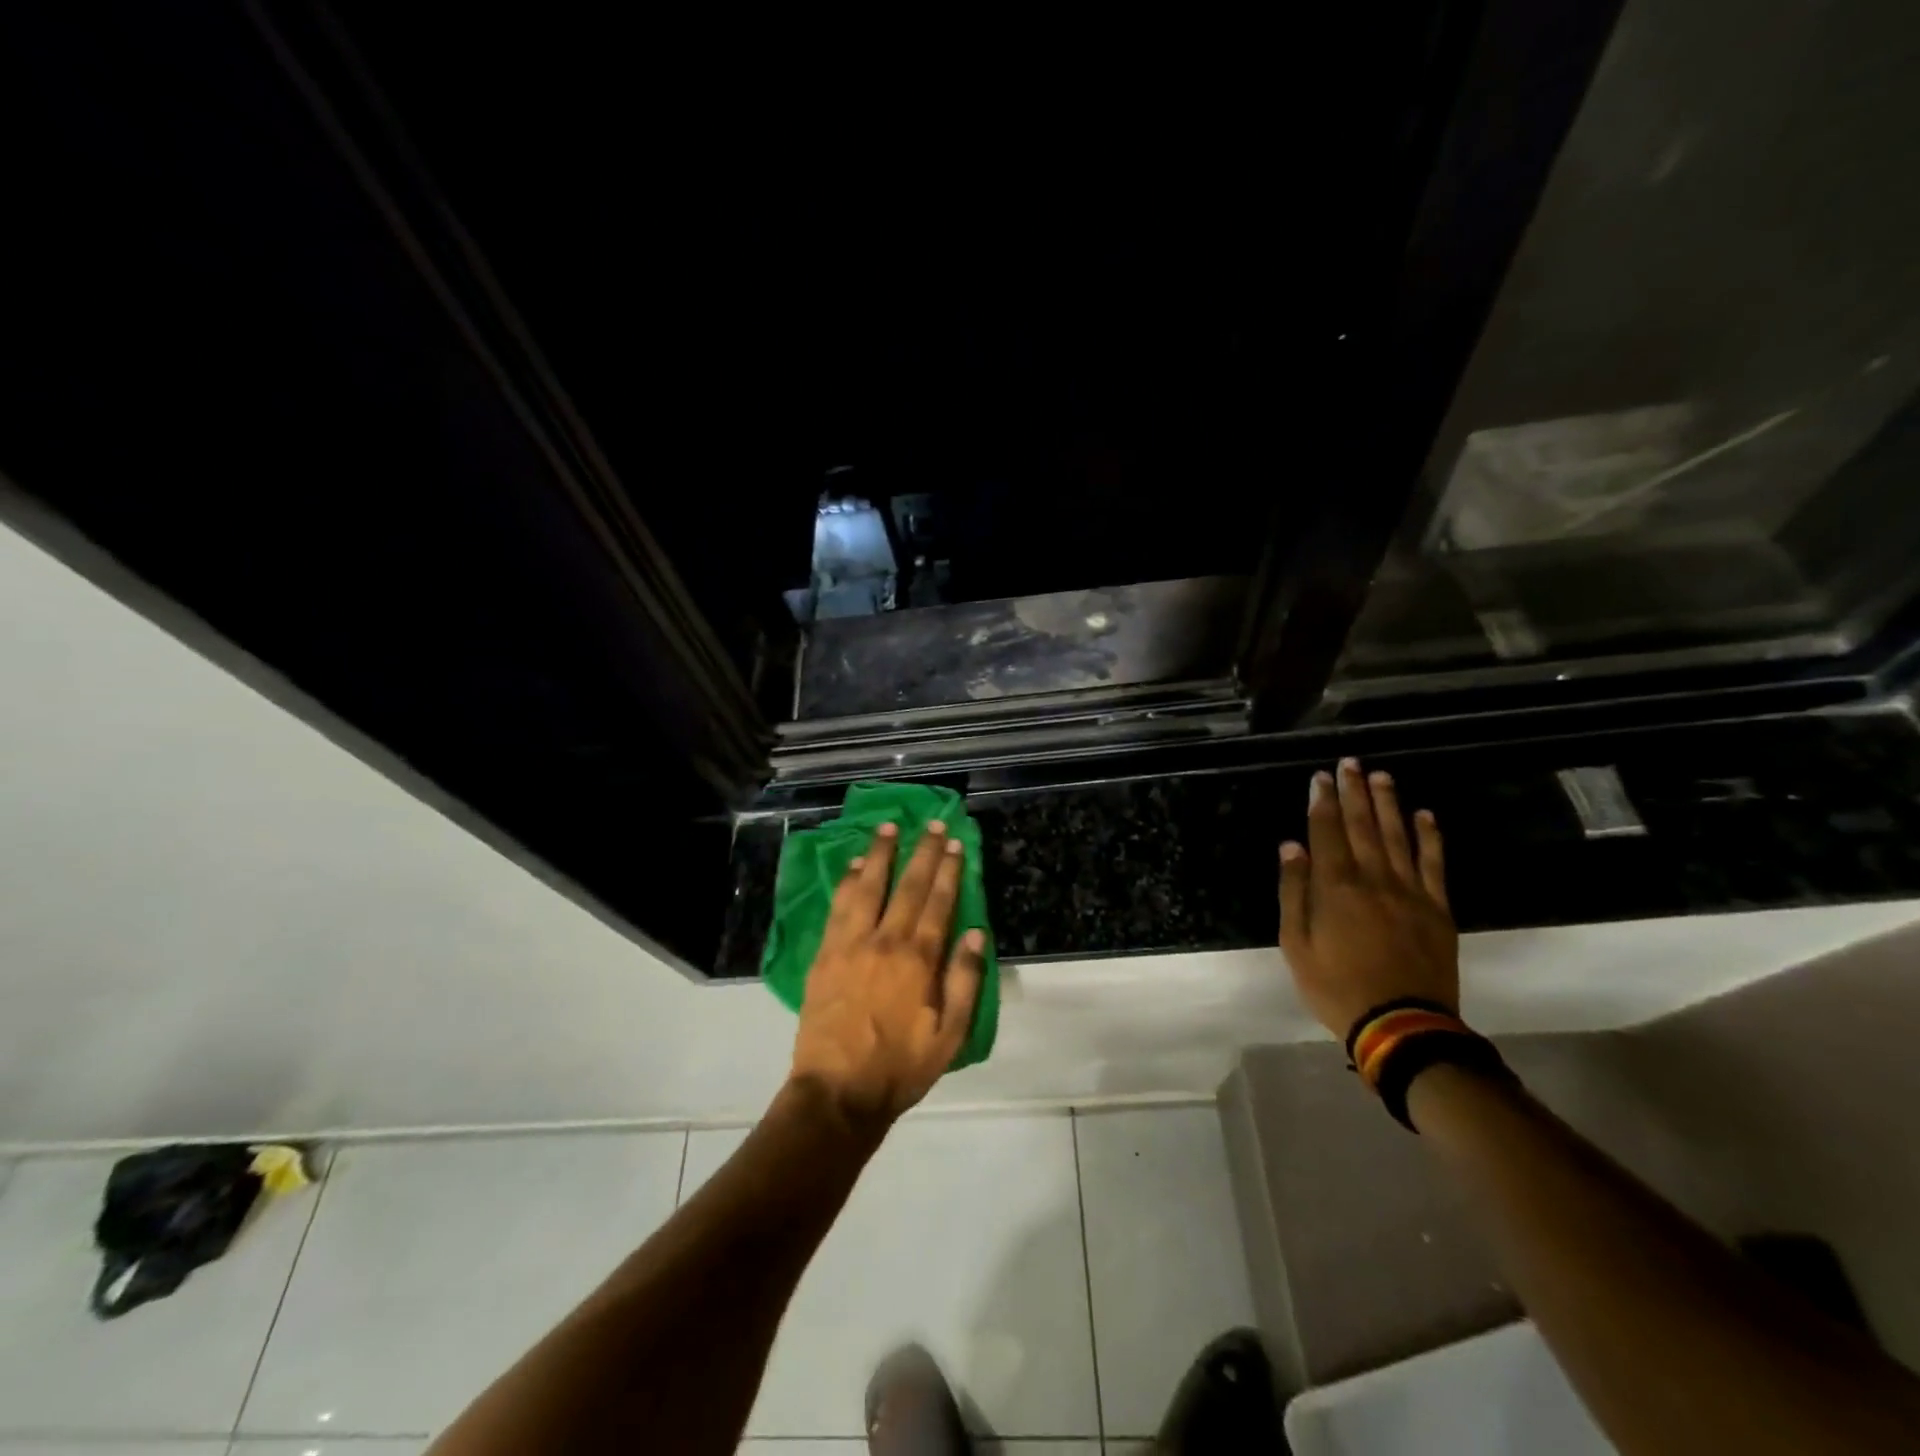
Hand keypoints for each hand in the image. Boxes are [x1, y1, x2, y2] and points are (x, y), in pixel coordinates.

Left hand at [789, 819, 986, 1128]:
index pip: (938, 902)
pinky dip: (846, 881)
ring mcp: (850, 944)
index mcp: (918, 960)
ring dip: (879, 853)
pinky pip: (837, 906)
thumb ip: (964, 981)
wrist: (837, 1092)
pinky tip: (851, 864)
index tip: (955, 843)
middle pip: (907, 886)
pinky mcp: (825, 954)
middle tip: (932, 824)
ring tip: (887, 826)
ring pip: (867, 886)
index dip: (948, 870)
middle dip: (922, 851)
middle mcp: (885, 941)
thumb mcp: (949, 1035)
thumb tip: (974, 933)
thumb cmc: (900, 1067)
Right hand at [1278, 757, 1457, 1039]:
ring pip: (1398, 837)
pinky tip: (1425, 816)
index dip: (1322, 802)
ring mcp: (1410, 892)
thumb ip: (1293, 891)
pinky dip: (1429, 838)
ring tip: (1381, 776)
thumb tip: (1291, 847)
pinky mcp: (1437, 909)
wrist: (1402, 1025)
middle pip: (1362, 826)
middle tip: (1350, 763)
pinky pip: (1434, 865)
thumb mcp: (1295, 944)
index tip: (1320, 776)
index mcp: (1335, 887)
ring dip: (1388, 804)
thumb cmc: (1336, 987)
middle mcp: (1374, 879)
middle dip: (1354, 792)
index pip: (1326, 832)